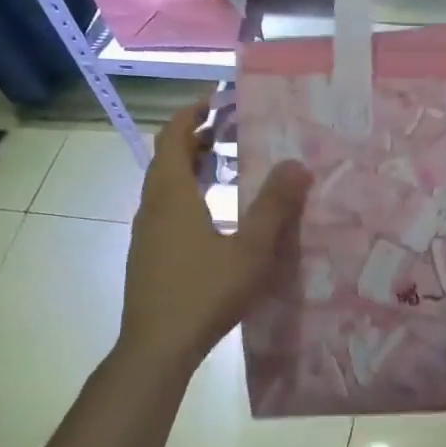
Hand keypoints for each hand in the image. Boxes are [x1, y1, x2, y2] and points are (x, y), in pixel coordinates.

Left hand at [117, 102, 311, 371]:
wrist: (157, 347)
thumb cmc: (204, 292)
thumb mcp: (250, 249)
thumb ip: (274, 207)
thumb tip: (298, 164)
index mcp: (173, 196)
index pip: (173, 137)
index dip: (191, 114)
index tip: (216, 100)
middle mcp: (153, 207)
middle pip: (167, 159)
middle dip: (195, 139)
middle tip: (229, 130)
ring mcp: (147, 234)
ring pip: (165, 187)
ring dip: (191, 168)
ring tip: (226, 166)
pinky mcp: (148, 256)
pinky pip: (167, 210)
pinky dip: (188, 195)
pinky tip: (214, 217)